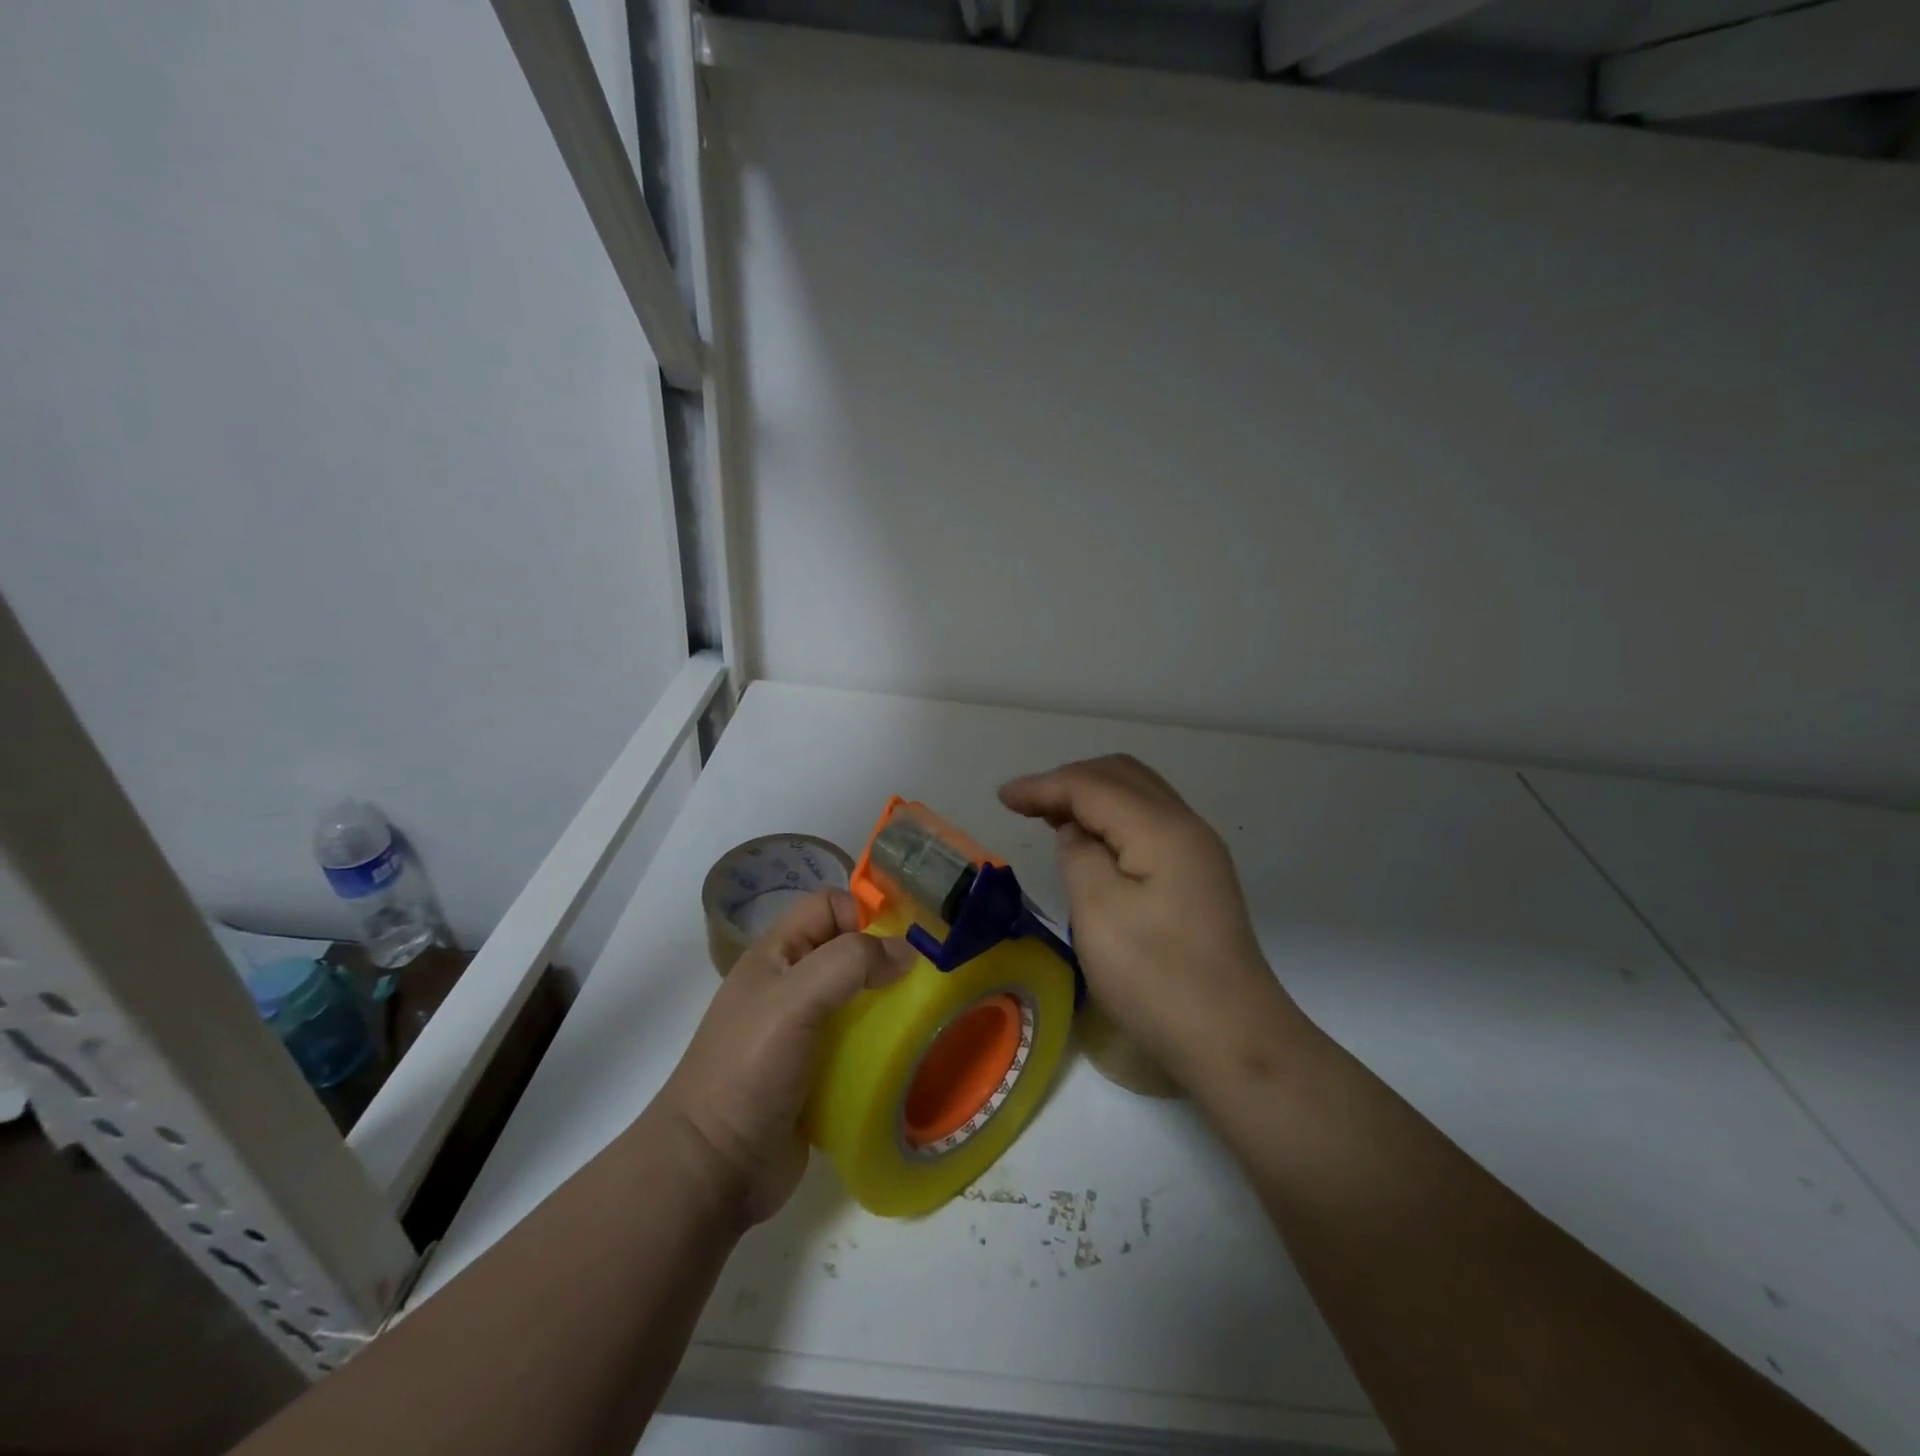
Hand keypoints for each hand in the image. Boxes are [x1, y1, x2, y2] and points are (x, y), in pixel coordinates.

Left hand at [657, 890, 911, 1223]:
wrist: (713, 1169)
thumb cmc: (747, 1070)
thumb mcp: (795, 1000)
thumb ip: (849, 963)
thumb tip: (906, 952)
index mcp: (777, 955)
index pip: (829, 906)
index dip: (864, 913)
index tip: (904, 941)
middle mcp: (791, 985)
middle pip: (849, 950)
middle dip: (888, 958)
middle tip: (930, 977)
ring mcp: (805, 1031)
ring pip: (860, 997)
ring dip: (891, 1003)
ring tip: (927, 1015)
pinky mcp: (820, 1072)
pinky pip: (862, 1042)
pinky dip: (884, 1043)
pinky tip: (908, 1054)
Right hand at [999, 755, 1295, 1089]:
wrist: (1233, 1038)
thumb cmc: (1156, 977)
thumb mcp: (1098, 913)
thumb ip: (1078, 855)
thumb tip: (1075, 832)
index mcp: (1160, 828)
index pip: (1092, 785)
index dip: (1043, 785)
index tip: (1002, 798)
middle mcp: (1185, 825)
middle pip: (1120, 775)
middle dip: (1068, 781)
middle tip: (1026, 806)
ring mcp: (1198, 850)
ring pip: (1138, 795)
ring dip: (1091, 796)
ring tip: (1050, 816)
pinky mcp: (1199, 875)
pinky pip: (1148, 822)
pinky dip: (1112, 817)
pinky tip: (1091, 841)